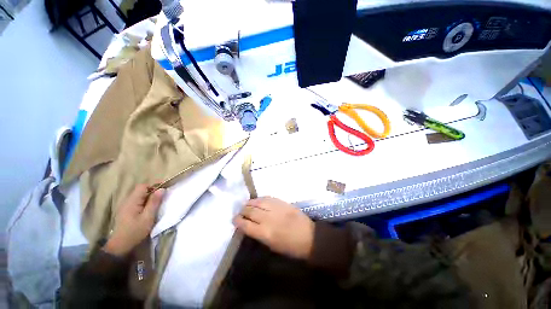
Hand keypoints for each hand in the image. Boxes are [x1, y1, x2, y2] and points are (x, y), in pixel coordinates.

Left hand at [103, 185, 164, 256]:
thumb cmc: (135, 231)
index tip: (165, 188)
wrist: (120, 246)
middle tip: (163, 196)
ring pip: (139, 195)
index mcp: (132, 201)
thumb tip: (162, 189)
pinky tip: (149, 207)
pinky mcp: (126, 210)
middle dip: (153, 190)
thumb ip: (154, 202)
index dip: (154, 185)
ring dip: (149, 195)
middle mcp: (127, 201)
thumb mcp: (148, 217)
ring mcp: (125, 205)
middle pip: (140, 189)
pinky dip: (145, 200)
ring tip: (158, 201)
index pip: (143, 186)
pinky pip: (136, 200)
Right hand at [233, 197, 314, 259]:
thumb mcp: (272, 246)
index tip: (234, 219)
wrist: (309, 236)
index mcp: (265, 233)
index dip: (238, 221)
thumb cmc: (290, 247)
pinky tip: (258, 200)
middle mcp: (268, 218)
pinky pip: (268, 198)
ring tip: (246, 204)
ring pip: (258, 201)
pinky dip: (261, 198)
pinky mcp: (282, 202)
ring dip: (250, 202)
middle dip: (243, 210)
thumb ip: (259, 234)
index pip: (246, 224)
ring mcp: (276, 208)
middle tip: (240, 211)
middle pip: (250, 210)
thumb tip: (249, 225)